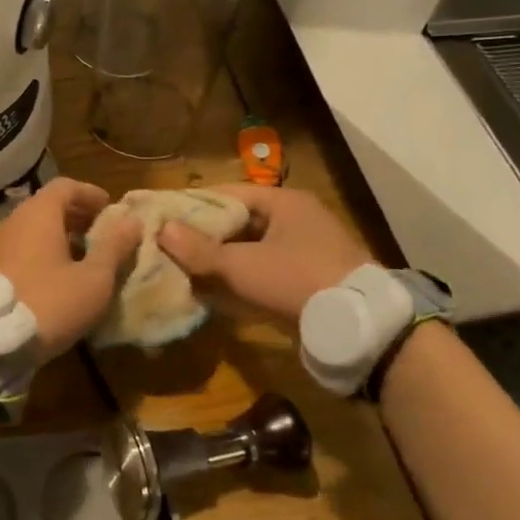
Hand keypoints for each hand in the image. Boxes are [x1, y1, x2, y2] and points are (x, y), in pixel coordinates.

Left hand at [0, 178, 141, 360]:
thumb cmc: (49, 302)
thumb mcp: (93, 279)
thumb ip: (114, 247)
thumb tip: (132, 221)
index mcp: (39, 214)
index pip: (66, 186)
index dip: (91, 194)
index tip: (111, 211)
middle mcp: (14, 220)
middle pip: (48, 206)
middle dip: (77, 216)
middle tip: (101, 236)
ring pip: (33, 229)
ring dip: (59, 237)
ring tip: (83, 260)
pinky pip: (20, 248)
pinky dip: (41, 253)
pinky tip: (56, 278)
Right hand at [157, 184, 370, 320]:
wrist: (357, 325)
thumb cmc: (295, 279)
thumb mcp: (241, 264)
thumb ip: (199, 249)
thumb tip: (162, 230)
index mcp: (283, 202)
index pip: (228, 194)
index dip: (194, 204)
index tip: (164, 216)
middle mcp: (296, 220)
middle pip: (239, 222)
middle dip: (205, 236)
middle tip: (169, 246)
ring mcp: (305, 251)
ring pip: (250, 250)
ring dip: (220, 261)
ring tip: (184, 271)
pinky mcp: (308, 280)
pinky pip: (265, 273)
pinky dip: (240, 281)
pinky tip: (213, 295)